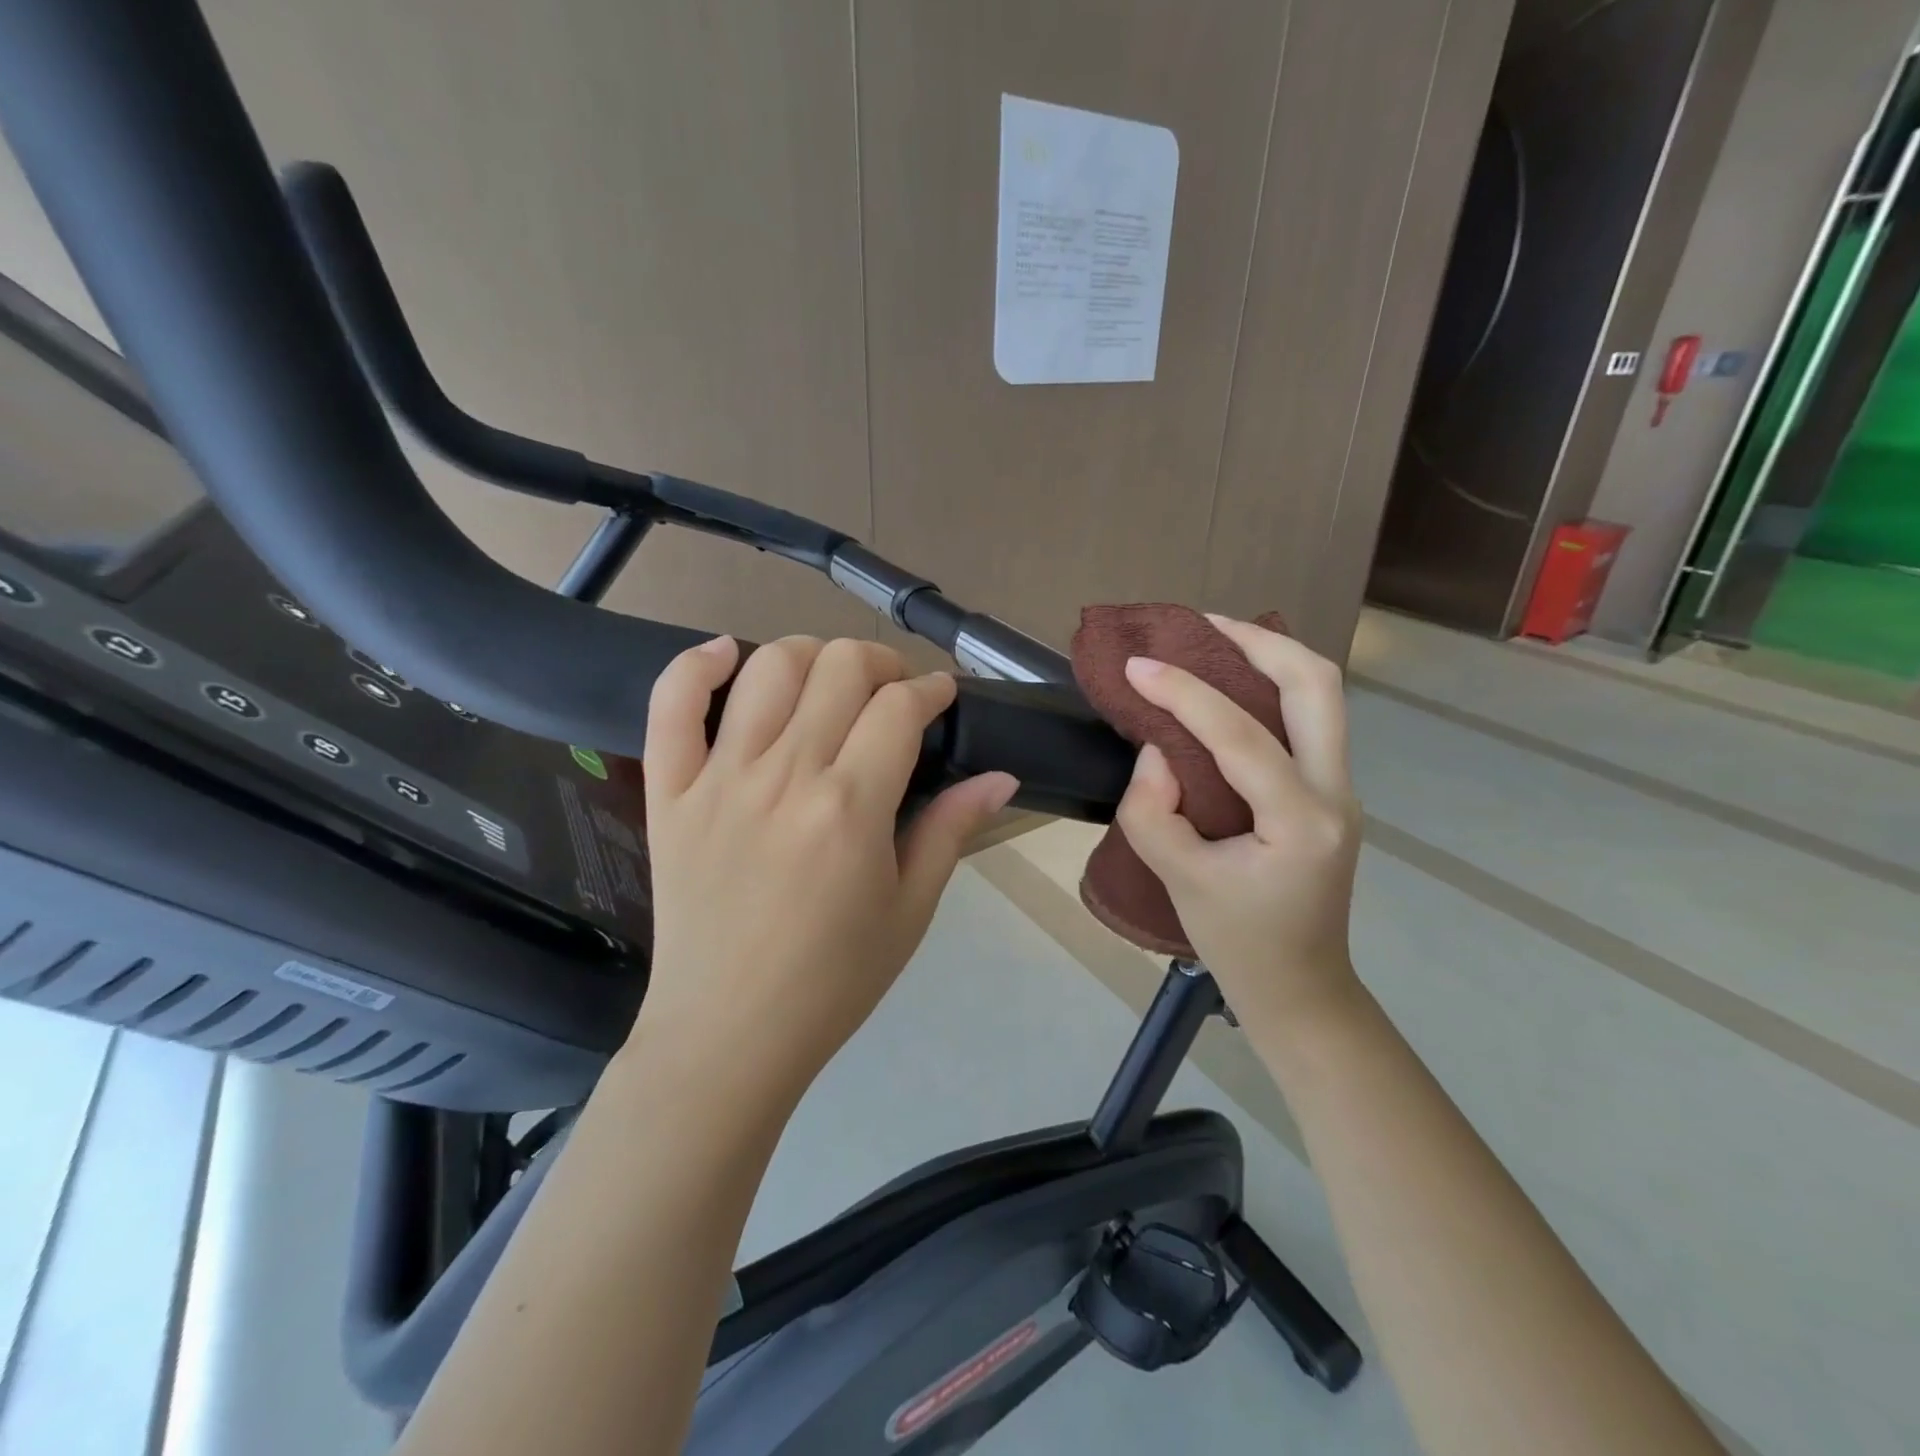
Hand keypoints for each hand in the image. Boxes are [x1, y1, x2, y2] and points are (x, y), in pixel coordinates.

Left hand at [631, 635, 1018, 1107]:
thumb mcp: (910, 909)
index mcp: (850, 807)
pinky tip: (726, 654)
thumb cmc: (833, 980)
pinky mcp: (669, 792)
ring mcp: (719, 779)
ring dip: (810, 654)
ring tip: (827, 679)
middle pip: (839, 668)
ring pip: (766, 668)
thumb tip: (1002, 776)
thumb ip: (952, 831)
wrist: (729, 1034)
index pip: (899, 708)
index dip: (931, 690)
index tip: (941, 698)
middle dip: (880, 663)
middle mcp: (785, 775)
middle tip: (892, 692)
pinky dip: (696, 664)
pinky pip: (669, 704)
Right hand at [1113, 615, 1362, 1040]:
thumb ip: (1153, 811)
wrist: (1301, 989)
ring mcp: (1341, 791)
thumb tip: (1157, 752)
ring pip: (1322, 696)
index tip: (1138, 665)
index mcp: (1302, 821)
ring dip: (1271, 657)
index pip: (1241, 735)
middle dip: (1260, 640)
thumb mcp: (1179, 880)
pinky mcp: (1328, 794)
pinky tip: (1229, 687)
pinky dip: (1271, 689)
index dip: (1185, 692)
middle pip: (1318, 685)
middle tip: (1201, 624)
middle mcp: (1336, 793)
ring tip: (1215, 638)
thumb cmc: (1240, 944)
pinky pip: (1306, 722)